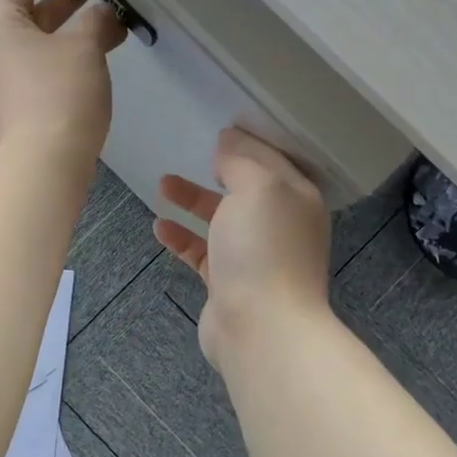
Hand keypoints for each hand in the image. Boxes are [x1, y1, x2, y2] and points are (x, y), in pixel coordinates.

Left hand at [0, 0, 125, 159]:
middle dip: (60, 4)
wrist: (42, 163)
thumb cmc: (61, 94)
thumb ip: (96, 22)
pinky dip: (55, 63)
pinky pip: (29, 75)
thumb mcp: (85, 48)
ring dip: (62, 37)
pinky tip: (84, 68)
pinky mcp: (5, 113)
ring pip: (29, 49)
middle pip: (23, 16)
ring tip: (99, 32)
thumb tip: (103, 13)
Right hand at [155, 127, 332, 368]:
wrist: (261, 327)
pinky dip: (182, 237)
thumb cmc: (263, 248)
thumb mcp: (258, 187)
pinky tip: (160, 227)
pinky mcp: (230, 283)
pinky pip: (203, 252)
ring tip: (163, 184)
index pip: (273, 160)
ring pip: (221, 220)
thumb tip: (229, 143)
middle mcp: (281, 225)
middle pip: (247, 189)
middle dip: (221, 170)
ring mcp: (255, 257)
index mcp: (297, 199)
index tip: (221, 128)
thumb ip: (241, 161)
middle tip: (197, 155)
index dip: (248, 142)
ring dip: (194, 201)